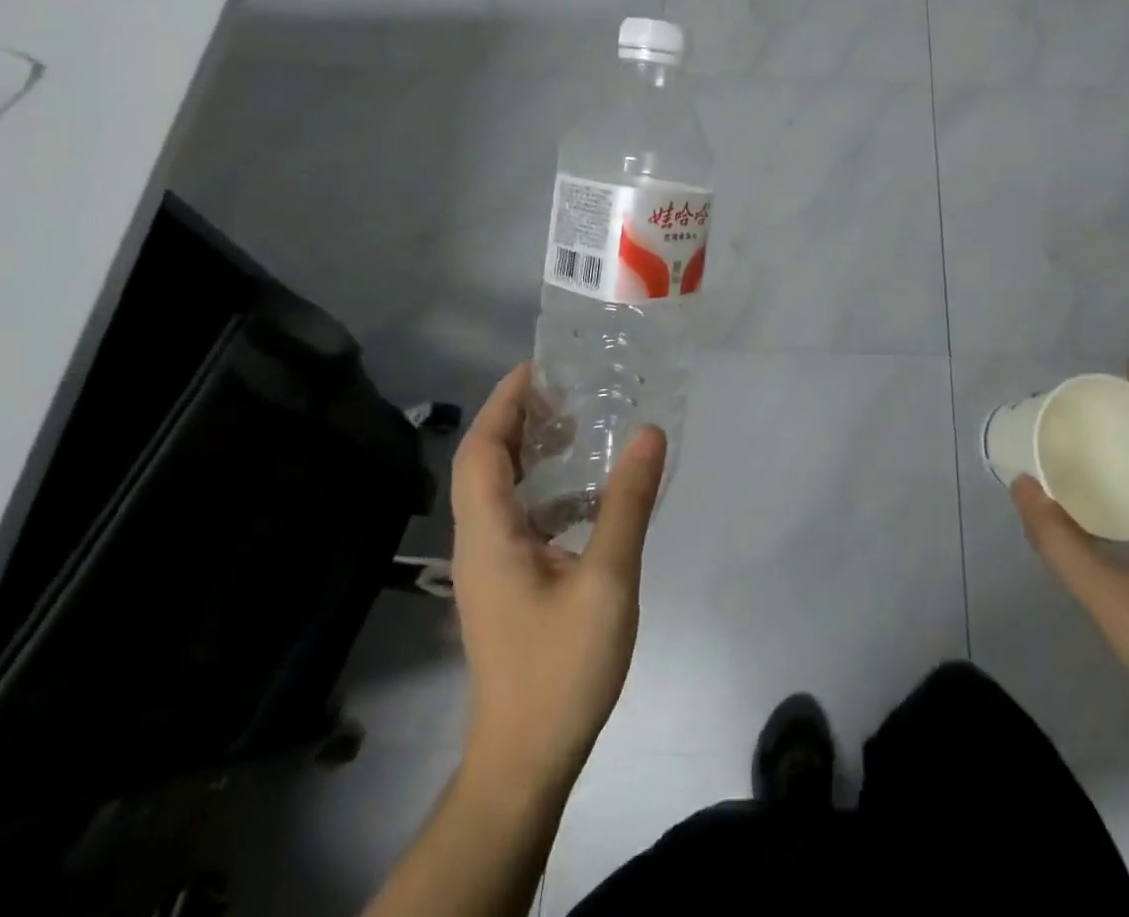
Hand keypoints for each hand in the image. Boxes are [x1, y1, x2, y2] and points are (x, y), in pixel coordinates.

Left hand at [449, 363, 666, 791]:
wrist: (526, 760)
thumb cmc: (561, 668)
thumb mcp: (607, 580)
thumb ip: (627, 503)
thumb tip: (648, 433)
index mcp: (489, 535)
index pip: (482, 450)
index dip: (504, 403)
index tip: (539, 367)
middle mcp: (480, 543)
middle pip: (486, 464)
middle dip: (518, 419)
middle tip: (566, 387)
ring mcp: (491, 568)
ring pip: (501, 492)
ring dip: (531, 453)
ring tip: (579, 427)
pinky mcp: (507, 587)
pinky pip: (520, 519)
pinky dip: (546, 491)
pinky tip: (589, 496)